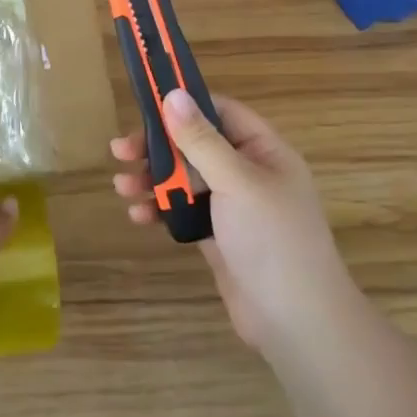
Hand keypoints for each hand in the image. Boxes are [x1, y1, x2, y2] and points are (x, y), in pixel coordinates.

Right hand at [111, 91, 344, 350]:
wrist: (296, 322)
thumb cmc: (272, 240)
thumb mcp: (236, 182)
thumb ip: (201, 140)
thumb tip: (173, 95)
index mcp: (263, 151)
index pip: (221, 112)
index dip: (184, 105)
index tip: (144, 105)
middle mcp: (248, 173)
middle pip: (195, 146)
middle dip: (157, 147)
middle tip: (120, 151)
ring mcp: (232, 207)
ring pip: (185, 179)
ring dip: (152, 179)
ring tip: (122, 187)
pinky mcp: (217, 236)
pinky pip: (183, 211)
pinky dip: (160, 209)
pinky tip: (139, 215)